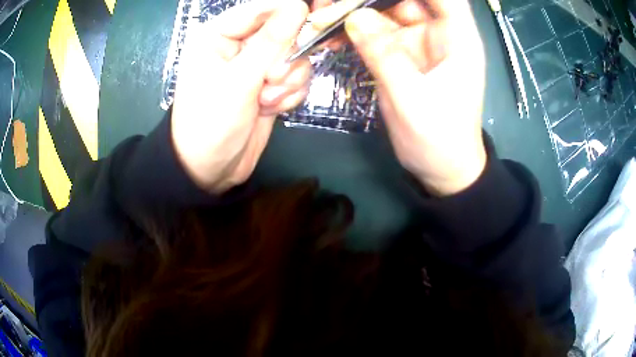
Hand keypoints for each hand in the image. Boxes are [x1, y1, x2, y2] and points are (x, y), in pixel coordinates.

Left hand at [172, 0, 310, 193]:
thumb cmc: (210, 123)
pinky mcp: (269, 86)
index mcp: (219, 34)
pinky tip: (270, 109)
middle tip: (270, 80)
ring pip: (294, 57)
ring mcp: (256, 66)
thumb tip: (298, 6)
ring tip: (266, 100)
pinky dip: (288, 95)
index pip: (262, 8)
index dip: (289, 12)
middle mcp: (239, 45)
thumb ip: (270, 42)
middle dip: (284, 59)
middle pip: (284, 32)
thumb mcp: (237, 80)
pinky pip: (295, 79)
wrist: (209, 170)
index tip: (316, 20)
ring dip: (287, 81)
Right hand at [343, 0, 486, 194]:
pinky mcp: (401, 54)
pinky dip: (353, 33)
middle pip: (404, 0)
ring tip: (321, 23)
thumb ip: (384, 55)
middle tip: (330, 10)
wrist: (441, 168)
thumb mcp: (412, 99)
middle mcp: (438, 32)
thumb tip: (353, 18)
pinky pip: (374, 34)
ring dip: (353, 14)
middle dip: (367, 1)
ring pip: (384, 13)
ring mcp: (417, 42)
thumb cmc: (439, 139)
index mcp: (457, 37)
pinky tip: (329, 38)